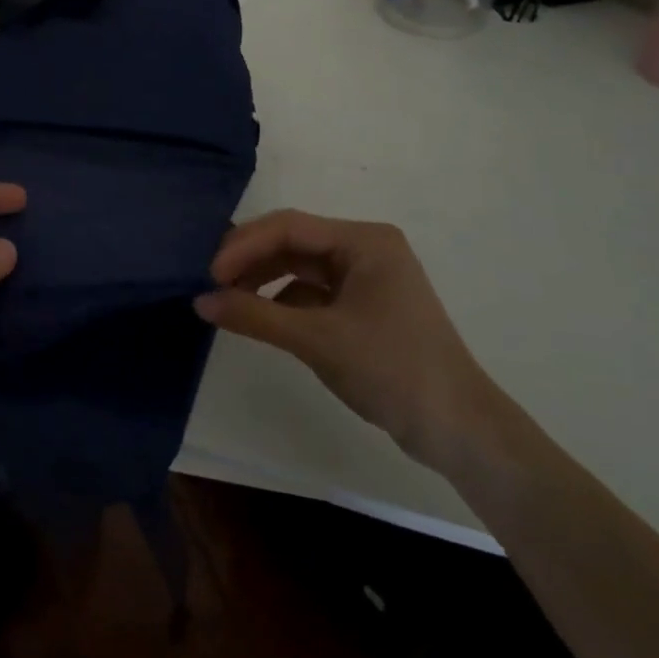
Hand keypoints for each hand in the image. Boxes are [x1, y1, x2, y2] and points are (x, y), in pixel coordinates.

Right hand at [195, 210, 499, 468]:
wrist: (460, 430)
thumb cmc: (392, 370)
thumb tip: (199, 301)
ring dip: (262, 279)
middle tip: (210, 283)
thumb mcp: (316, 340)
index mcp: (364, 241)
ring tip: (226, 299)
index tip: (209, 273)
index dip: (244, 246)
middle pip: (292, 242)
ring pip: (299, 266)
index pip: (289, 227)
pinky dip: (281, 300)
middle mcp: (364, 248)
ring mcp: (365, 277)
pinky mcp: (362, 305)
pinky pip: (310, 291)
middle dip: (250, 260)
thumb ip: (254, 316)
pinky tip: (258, 316)